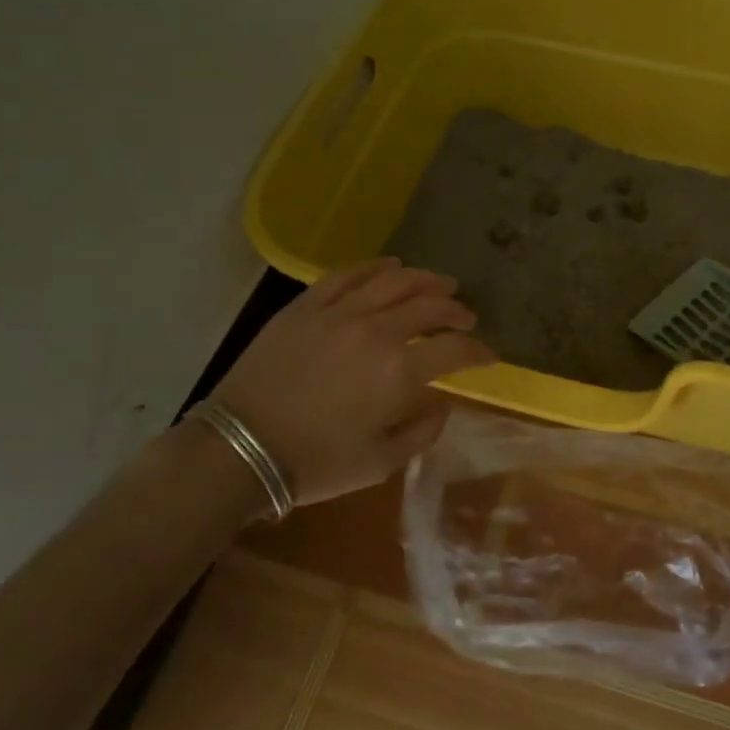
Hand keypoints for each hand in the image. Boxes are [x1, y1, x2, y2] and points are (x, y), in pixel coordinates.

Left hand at [209, 259, 495, 505]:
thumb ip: (422, 432)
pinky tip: (391, 265)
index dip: (479, 351)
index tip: (490, 355)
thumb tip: (443, 403)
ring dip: (425, 279)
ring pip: (394, 281)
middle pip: (430, 306)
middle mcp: (377, 332)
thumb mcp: (380, 464)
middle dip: (457, 310)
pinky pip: (347, 275)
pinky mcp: (306, 305)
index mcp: (399, 373)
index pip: (455, 349)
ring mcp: (340, 312)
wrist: (239, 449)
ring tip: (441, 283)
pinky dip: (375, 266)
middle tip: (467, 317)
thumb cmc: (315, 463)